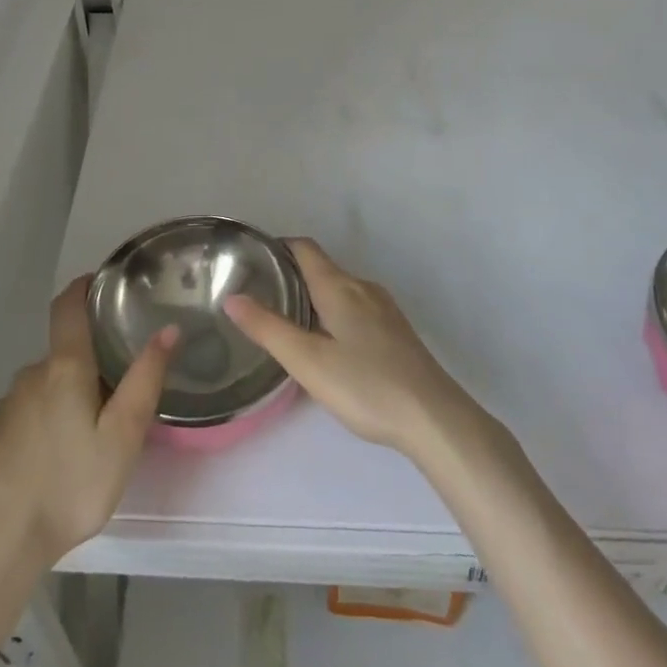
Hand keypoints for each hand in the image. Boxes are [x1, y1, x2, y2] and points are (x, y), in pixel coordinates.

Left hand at [0, 276, 174, 567]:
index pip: (68, 305)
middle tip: (120, 390)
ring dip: (70, 394)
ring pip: (49, 383)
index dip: (84, 287)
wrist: (2, 543)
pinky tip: (61, 454)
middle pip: (65, 351)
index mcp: (64, 367)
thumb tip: (168, 329)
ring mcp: (10, 403)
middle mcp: (33, 374)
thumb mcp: (123, 437)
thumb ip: (145, 380)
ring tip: (94, 429)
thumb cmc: (72, 486)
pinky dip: (49, 417)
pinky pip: (31, 409)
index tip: (104, 284)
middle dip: (91, 361)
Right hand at [224, 238, 477, 457]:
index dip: (277, 247)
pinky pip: (356, 307)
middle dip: (291, 274)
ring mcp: (383, 309)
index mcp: (338, 286)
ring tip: (287, 320)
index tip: (251, 260)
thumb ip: (268, 328)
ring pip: (340, 289)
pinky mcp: (396, 331)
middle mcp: (362, 287)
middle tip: (260, 295)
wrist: (434, 418)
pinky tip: (328, 343)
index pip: (304, 248)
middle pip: (322, 267)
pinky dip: (333, 312)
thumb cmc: (365, 385)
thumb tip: (232, 297)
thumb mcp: (308, 361)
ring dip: (313, 295)